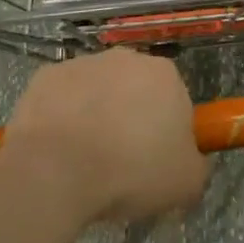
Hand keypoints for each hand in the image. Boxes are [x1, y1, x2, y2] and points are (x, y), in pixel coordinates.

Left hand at [2, 50, 208, 226]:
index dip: (167, 133)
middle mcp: (126, 58)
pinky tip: (57, 151)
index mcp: (165, 75)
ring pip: (96, 92)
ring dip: (95, 117)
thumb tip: (190, 162)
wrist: (57, 169)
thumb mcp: (185, 183)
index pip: (175, 101)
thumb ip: (196, 166)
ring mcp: (83, 63)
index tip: (155, 164)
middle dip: (130, 120)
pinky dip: (61, 119)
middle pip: (134, 90)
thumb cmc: (131, 171)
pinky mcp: (47, 76)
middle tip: (122, 164)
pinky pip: (61, 99)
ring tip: (85, 162)